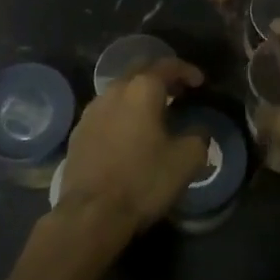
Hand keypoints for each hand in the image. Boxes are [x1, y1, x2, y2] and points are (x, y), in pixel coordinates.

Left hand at [53, 57, 206, 235]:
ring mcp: (92, 110)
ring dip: (139, 95)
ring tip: (155, 112)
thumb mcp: (186, 161)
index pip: (167, 66)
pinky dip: (122, 113)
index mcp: (142, 90)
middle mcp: (114, 91)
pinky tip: (129, 133)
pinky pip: (106, 111)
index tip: (200, 82)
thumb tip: (198, 130)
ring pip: (120, 90)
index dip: (187, 70)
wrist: (90, 214)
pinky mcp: (78, 131)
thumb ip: (199, 137)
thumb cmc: (142, 181)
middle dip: (161, 76)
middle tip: (178, 91)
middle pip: (140, 71)